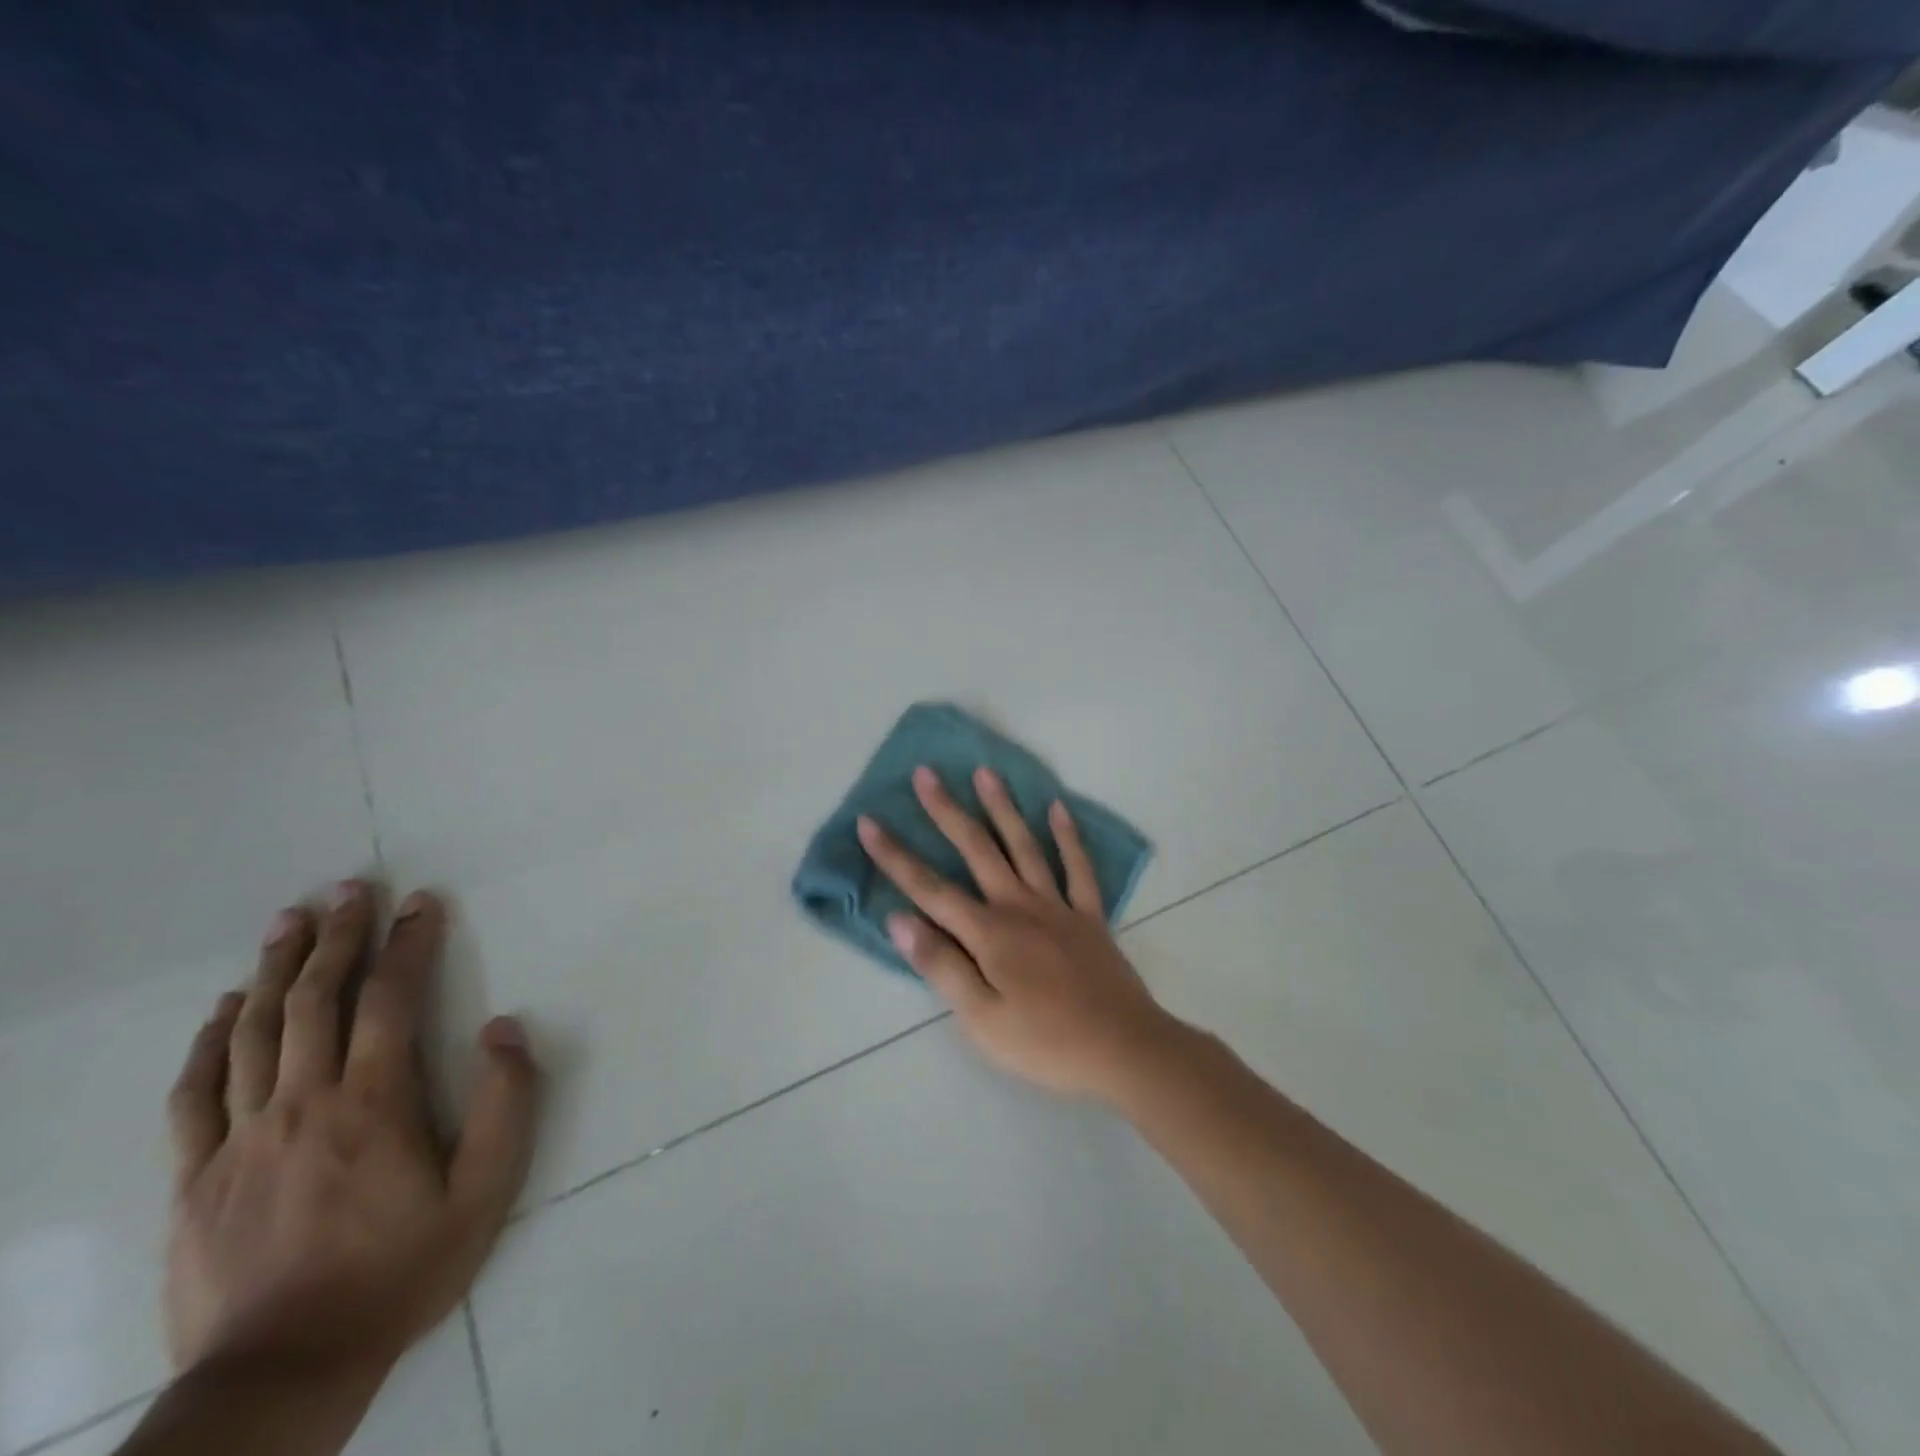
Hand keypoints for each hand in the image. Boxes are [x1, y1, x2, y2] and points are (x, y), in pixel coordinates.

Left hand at [165, 883, 538, 1381]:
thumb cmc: (402, 1269)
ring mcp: (240, 1139)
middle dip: (338, 936)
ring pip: (253, 1033)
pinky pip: (196, 1094)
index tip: (421, 901)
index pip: (390, 999)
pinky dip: (210, 1041)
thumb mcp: (486, 1190)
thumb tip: (502, 1029)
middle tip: (350, 888)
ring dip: (275, 968)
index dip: (408, 942)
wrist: (284, 1370)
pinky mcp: (197, 1177)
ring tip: (290, 920)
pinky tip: (225, 1008)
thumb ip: (505, 1104)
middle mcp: (303, 1103)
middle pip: (315, 1001)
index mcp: (373, 1102)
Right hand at [857, 766, 1181, 1101]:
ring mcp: (1058, 906)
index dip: (896, 856)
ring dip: (1003, 808)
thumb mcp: (980, 1019)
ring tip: (985, 772)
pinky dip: (1068, 837)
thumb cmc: (1044, 1042)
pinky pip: (1078, 868)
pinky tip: (1058, 809)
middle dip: (947, 811)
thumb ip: (941, 965)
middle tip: (926, 774)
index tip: (869, 822)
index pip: (930, 888)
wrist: (1123, 1049)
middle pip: (977, 850)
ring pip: (1025, 846)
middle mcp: (1019, 906)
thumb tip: (899, 920)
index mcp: (988, 933)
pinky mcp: (1089, 916)